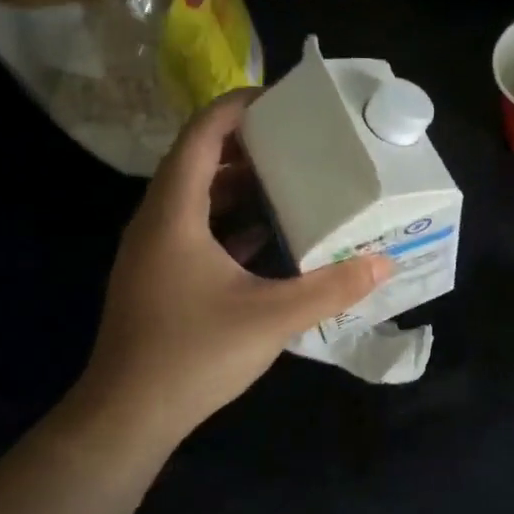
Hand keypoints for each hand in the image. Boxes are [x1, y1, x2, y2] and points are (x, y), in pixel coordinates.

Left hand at [75, 91, 389, 449]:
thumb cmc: (194, 353)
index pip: (201, 137)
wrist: (129, 414)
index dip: (235, 109)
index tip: (279, 100)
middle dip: (245, 145)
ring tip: (289, 179)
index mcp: (175, 215)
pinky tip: (268, 236)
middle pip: (197, 162)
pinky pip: (195, 231)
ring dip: (238, 185)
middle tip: (296, 140)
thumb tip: (384, 263)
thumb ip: (331, 287)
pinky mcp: (159, 279)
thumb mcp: (273, 318)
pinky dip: (230, 223)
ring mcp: (154, 253)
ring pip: (195, 200)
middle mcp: (157, 223)